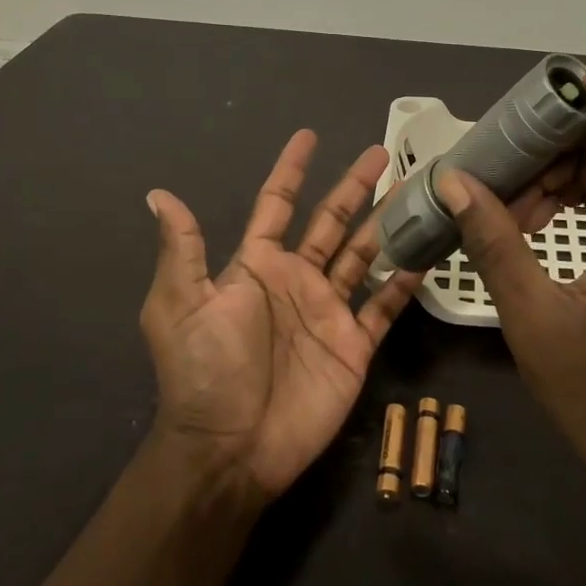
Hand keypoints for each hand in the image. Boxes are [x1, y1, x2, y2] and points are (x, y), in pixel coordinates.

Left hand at [140, 132, 420, 500]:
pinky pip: (384, 305)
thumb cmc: (205, 370)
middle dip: (354, 186)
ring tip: (414, 191)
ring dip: (386, 223)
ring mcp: (328, 311)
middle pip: (331, 221)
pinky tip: (426, 254)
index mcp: (257, 265)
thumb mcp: (181, 304)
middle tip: (381, 152)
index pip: (277, 204)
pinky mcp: (354, 344)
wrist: (231, 449)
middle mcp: (296, 279)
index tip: (309, 136)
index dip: (292, 170)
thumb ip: (182, 249)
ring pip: (364, 254)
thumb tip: (159, 193)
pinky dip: (404, 281)